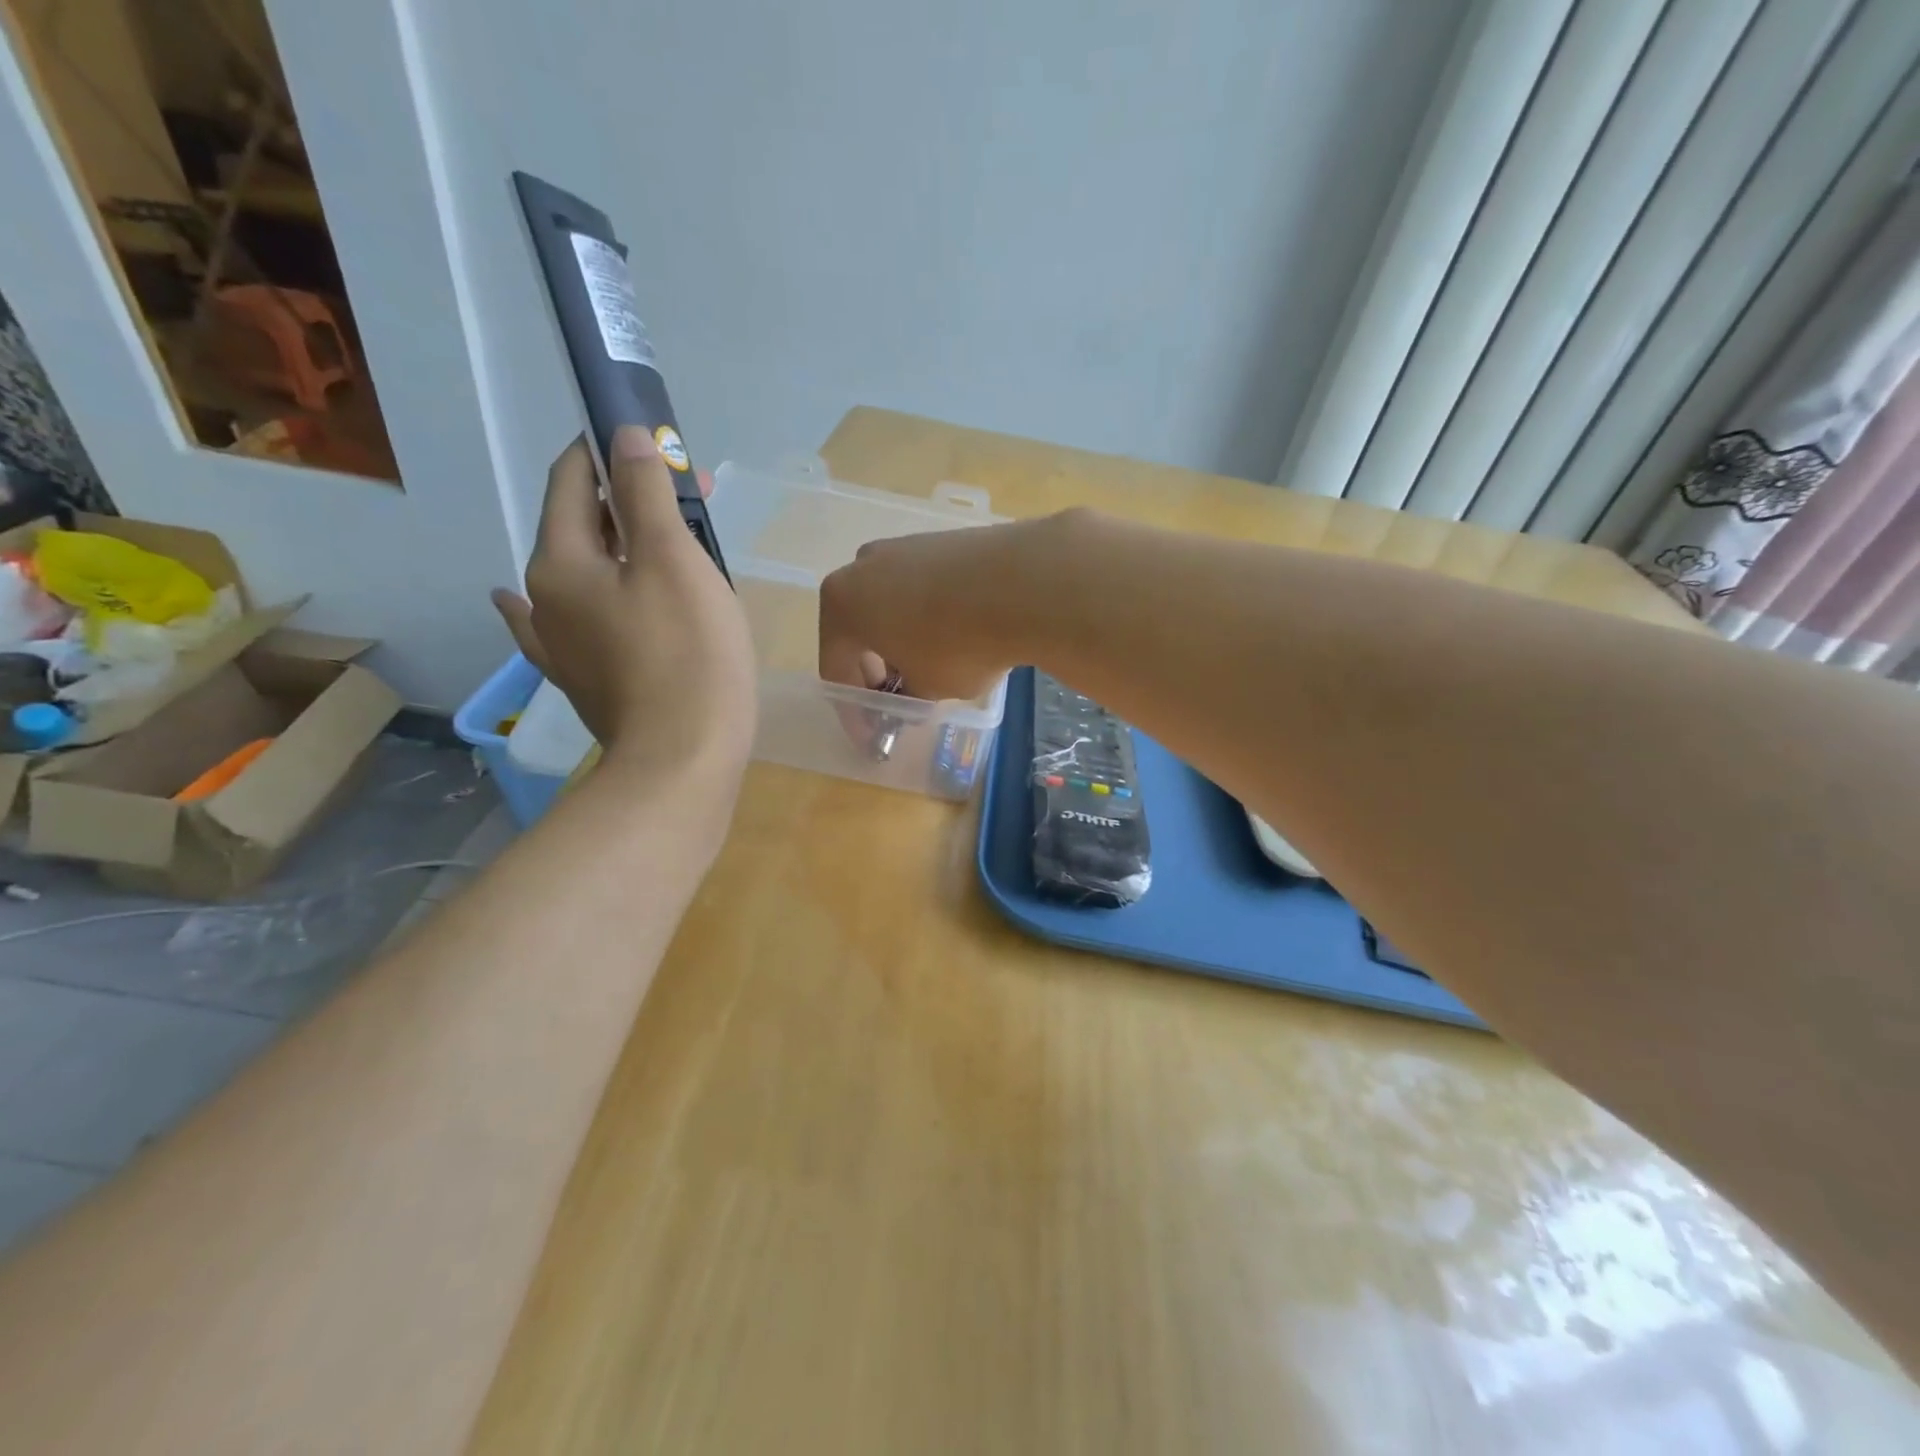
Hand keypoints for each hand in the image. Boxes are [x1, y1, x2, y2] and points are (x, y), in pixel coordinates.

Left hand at [493, 429, 755, 786]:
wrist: (684, 759)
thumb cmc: (688, 653)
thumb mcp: (673, 560)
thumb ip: (647, 494)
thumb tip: (625, 436)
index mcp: (561, 561)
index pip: (571, 479)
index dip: (606, 449)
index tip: (649, 439)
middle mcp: (544, 597)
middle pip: (581, 526)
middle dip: (629, 501)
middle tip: (686, 499)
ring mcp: (560, 645)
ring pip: (584, 574)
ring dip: (618, 549)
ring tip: (660, 544)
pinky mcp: (584, 680)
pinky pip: (569, 624)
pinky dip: (562, 602)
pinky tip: (520, 603)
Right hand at [817, 515, 1052, 701]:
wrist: (1022, 583)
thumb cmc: (957, 644)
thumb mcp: (927, 688)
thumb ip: (908, 695)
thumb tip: (912, 692)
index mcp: (841, 604)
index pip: (836, 669)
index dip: (854, 709)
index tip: (874, 734)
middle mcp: (862, 567)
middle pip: (859, 631)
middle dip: (875, 671)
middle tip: (900, 699)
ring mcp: (902, 547)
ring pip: (890, 606)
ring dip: (900, 640)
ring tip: (930, 668)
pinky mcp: (941, 540)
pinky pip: (922, 588)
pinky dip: (928, 615)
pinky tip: (955, 634)